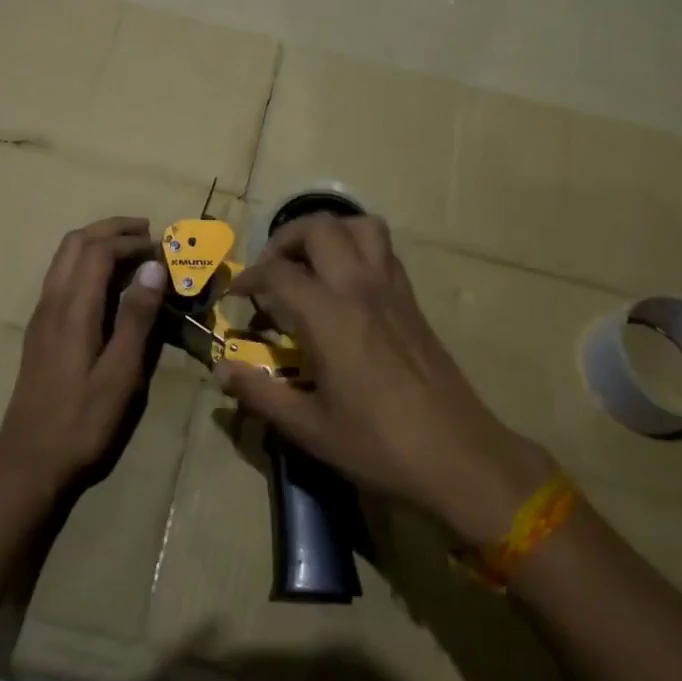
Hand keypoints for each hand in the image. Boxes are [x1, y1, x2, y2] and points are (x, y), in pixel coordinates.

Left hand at [0, 217, 167, 501]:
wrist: (29, 461)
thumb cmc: (82, 421)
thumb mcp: (120, 374)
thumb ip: (136, 318)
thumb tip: (153, 267)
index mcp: (72, 309)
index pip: (99, 250)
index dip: (132, 241)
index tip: (163, 248)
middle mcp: (52, 301)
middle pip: (76, 242)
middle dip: (112, 229)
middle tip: (148, 233)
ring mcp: (42, 314)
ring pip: (65, 256)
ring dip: (98, 242)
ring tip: (133, 251)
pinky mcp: (41, 329)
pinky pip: (62, 275)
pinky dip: (88, 263)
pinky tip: (110, 284)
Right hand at [224, 215, 559, 544]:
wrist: (458, 455)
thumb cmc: (379, 445)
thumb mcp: (310, 428)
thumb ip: (261, 394)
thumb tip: (222, 371)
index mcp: (329, 316)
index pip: (278, 272)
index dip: (248, 276)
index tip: (235, 294)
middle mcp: (359, 288)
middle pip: (319, 228)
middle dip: (286, 239)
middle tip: (271, 269)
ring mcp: (391, 289)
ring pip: (360, 226)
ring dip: (329, 231)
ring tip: (311, 262)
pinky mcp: (412, 300)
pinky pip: (384, 250)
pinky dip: (358, 247)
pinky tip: (347, 284)